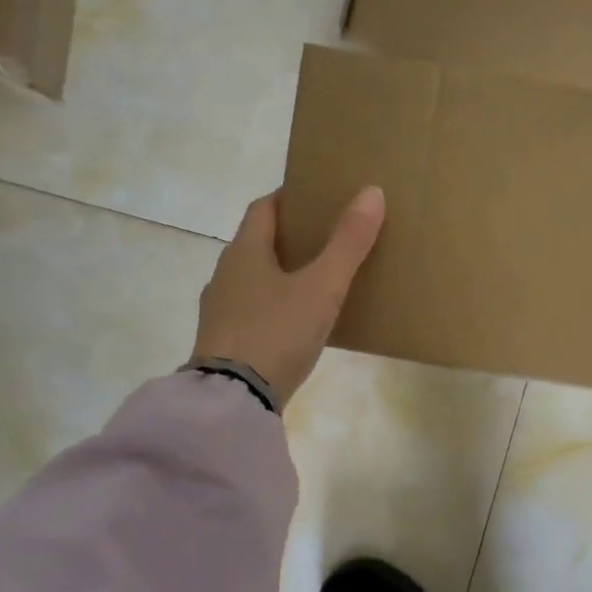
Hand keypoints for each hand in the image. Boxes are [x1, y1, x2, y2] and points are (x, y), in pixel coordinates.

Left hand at [193, 186, 385, 405]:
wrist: (233, 399)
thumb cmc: (276, 332)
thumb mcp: (321, 287)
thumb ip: (347, 243)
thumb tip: (372, 192)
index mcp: (244, 252)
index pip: (264, 208)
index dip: (289, 198)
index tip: (317, 197)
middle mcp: (225, 275)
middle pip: (258, 244)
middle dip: (289, 238)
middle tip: (327, 239)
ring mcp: (220, 312)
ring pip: (254, 280)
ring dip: (280, 275)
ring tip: (317, 282)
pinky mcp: (224, 343)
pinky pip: (253, 312)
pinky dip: (274, 308)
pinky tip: (296, 324)